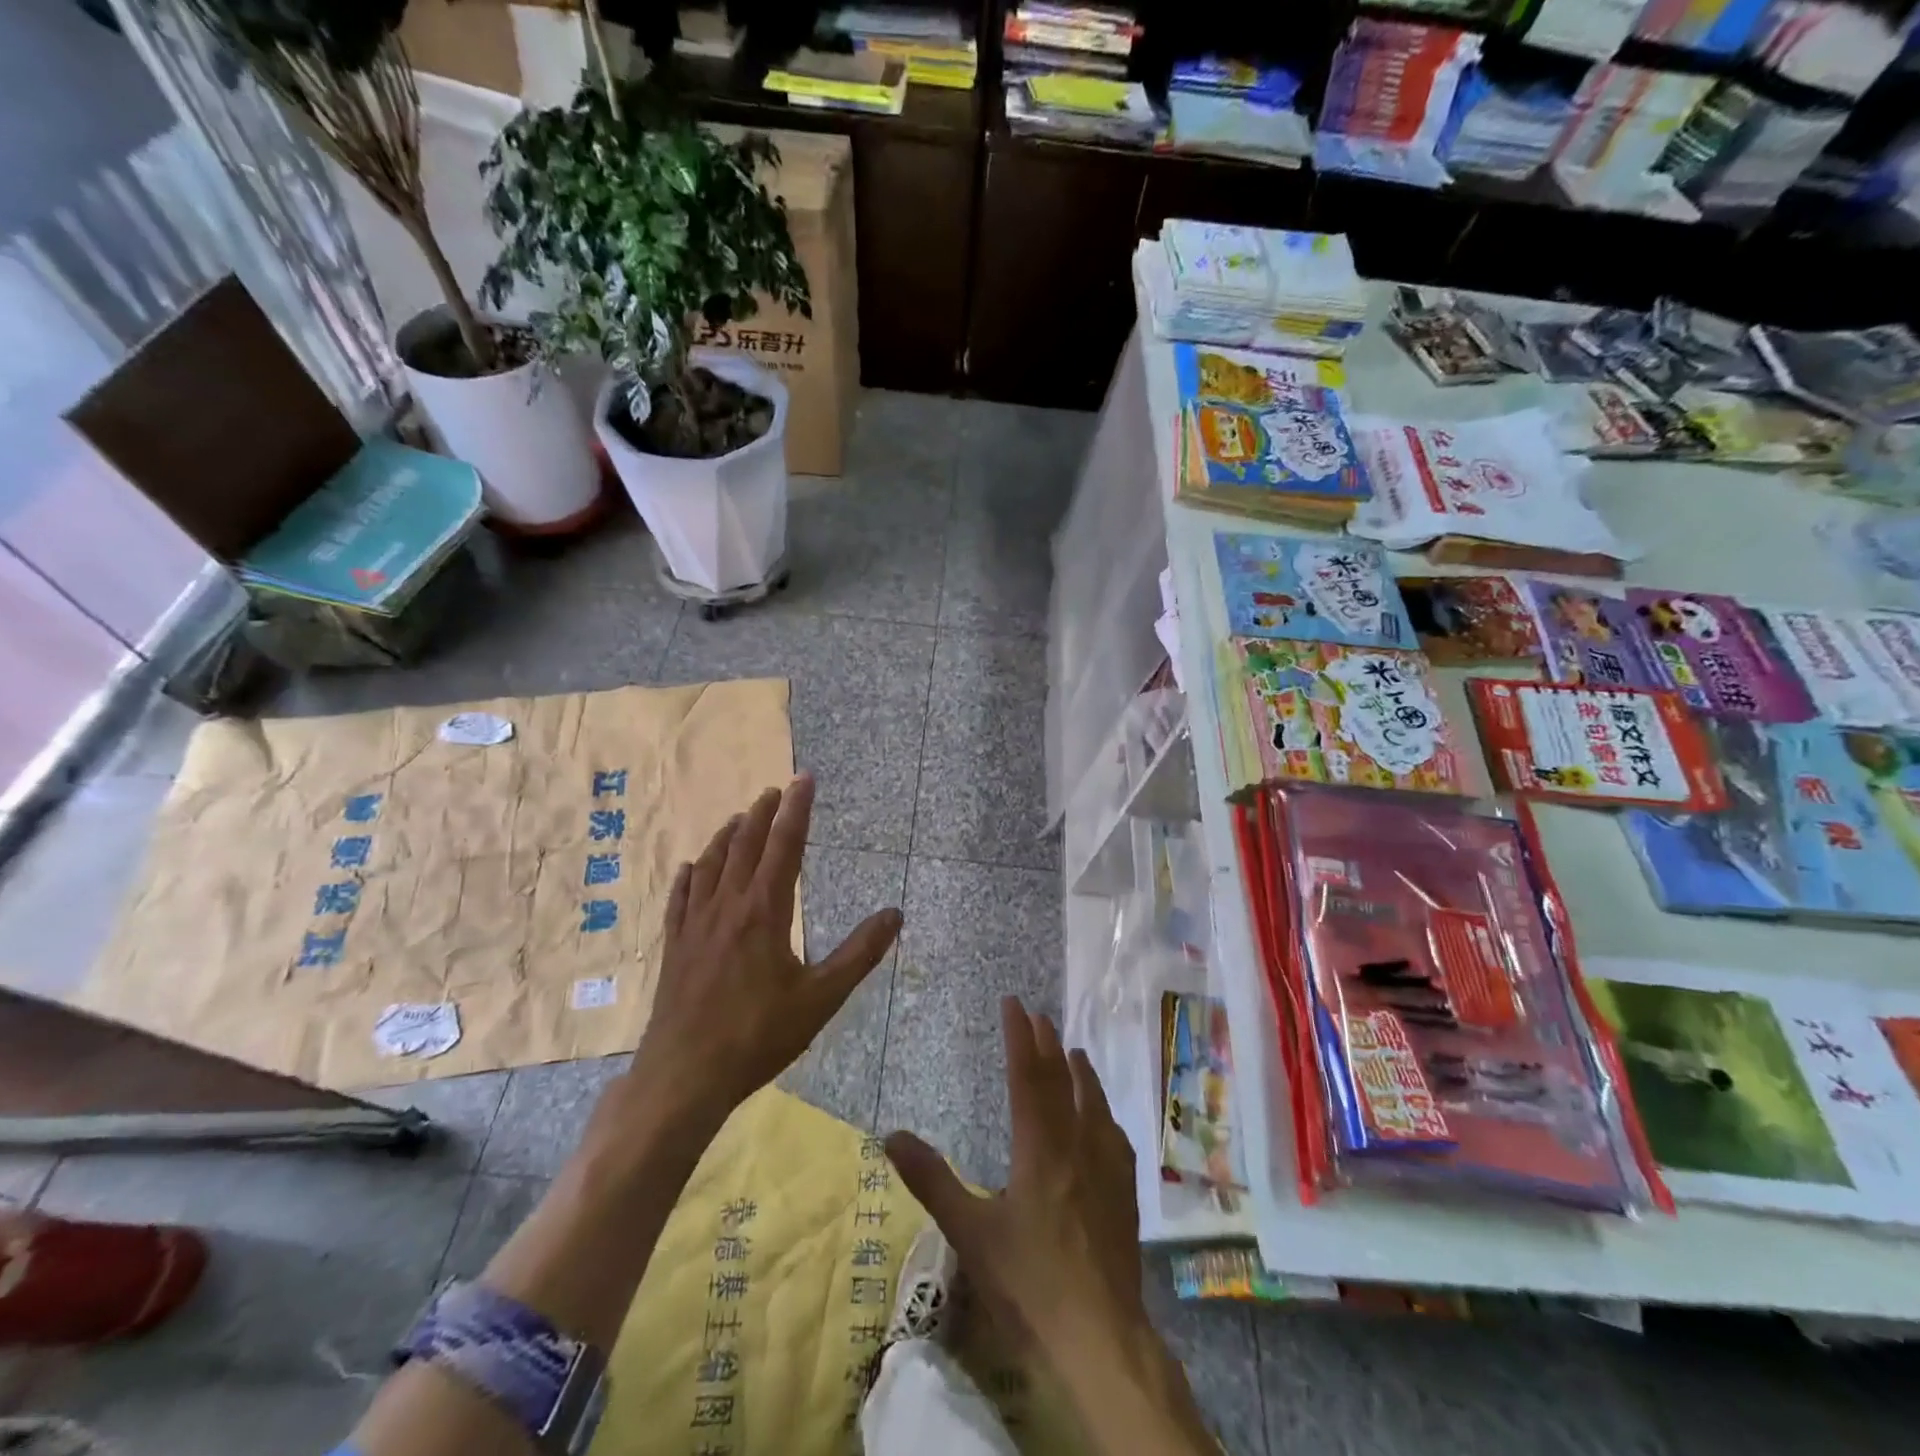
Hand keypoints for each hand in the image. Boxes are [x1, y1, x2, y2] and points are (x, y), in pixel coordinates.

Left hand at [634, 774, 901, 1116]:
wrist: (685, 1075)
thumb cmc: (758, 1036)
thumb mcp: (821, 998)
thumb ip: (860, 953)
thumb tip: (895, 914)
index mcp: (765, 911)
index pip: (785, 845)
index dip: (797, 809)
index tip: (804, 779)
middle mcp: (727, 905)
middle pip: (744, 845)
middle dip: (761, 813)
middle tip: (774, 791)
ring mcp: (695, 924)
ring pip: (710, 864)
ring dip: (727, 836)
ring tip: (738, 818)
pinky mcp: (674, 946)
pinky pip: (680, 897)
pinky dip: (689, 875)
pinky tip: (690, 868)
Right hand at [884, 998, 1146, 1352]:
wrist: (1100, 1336)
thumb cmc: (1030, 1284)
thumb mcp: (970, 1233)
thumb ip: (931, 1181)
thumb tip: (892, 1135)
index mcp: (1039, 1149)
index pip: (1027, 1077)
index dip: (1019, 1037)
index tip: (1014, 1004)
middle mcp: (1076, 1145)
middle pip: (1061, 1082)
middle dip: (1047, 1044)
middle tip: (1038, 1015)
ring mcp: (1106, 1169)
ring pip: (1094, 1104)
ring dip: (1080, 1072)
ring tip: (1074, 1051)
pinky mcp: (1124, 1193)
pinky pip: (1114, 1135)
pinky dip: (1104, 1112)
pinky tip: (1104, 1118)